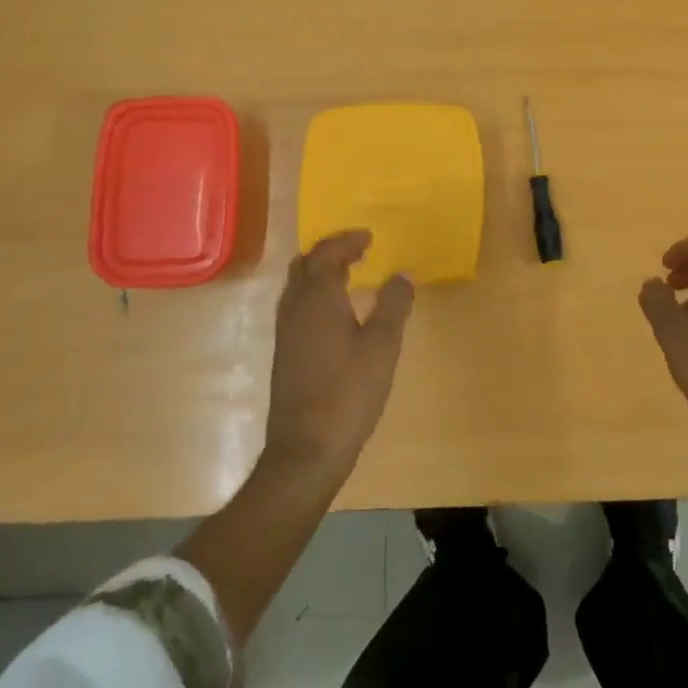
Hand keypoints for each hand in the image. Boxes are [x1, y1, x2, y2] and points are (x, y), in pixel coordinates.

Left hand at [265, 232, 413, 477]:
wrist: (306, 450)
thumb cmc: (348, 392)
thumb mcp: (382, 345)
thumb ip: (394, 304)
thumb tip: (403, 273)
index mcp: (317, 298)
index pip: (326, 253)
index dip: (347, 241)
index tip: (369, 237)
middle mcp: (295, 308)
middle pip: (305, 265)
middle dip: (330, 252)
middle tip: (358, 250)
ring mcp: (286, 333)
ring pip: (297, 286)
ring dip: (320, 272)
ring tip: (348, 274)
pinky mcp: (285, 354)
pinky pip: (297, 306)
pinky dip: (315, 294)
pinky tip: (335, 313)